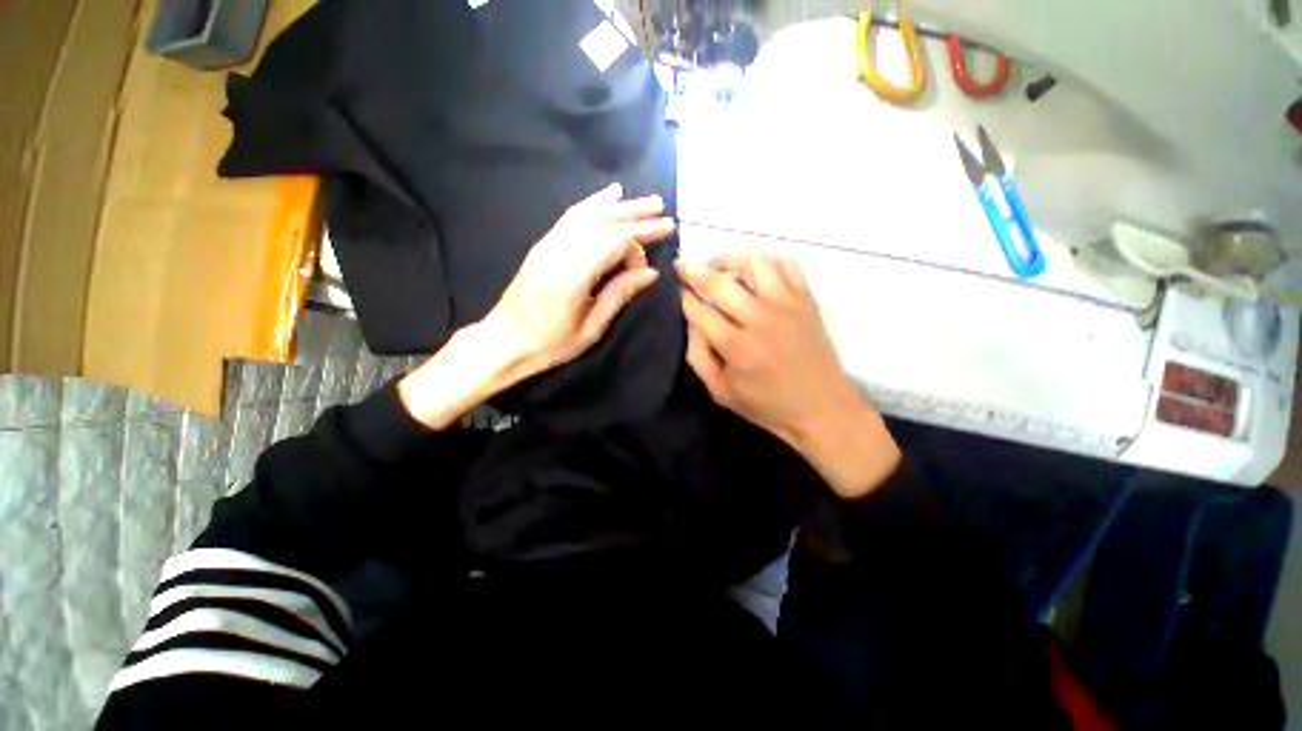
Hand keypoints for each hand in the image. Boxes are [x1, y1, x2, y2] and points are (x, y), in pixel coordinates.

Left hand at [485, 182, 674, 378]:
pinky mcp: (544, 243)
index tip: (644, 272)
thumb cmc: (550, 343)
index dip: (636, 251)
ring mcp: (549, 242)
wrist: (503, 341)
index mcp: (573, 273)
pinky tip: (611, 194)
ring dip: (621, 206)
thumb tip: (650, 272)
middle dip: (638, 218)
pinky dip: (594, 202)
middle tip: (666, 215)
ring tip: (648, 201)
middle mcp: (561, 249)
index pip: (615, 242)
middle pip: (605, 222)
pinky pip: (572, 215)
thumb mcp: (591, 328)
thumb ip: (620, 294)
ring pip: (590, 213)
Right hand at [677, 254, 899, 497]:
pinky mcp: (806, 299)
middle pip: (719, 282)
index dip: (682, 297)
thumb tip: (691, 320)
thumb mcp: (720, 391)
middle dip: (693, 271)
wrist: (822, 408)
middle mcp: (760, 318)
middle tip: (681, 267)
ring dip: (729, 258)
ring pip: (753, 262)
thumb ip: (698, 355)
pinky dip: (766, 260)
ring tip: (716, 265)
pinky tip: (754, 271)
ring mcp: (787, 304)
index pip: (699, 310)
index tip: (674, 290)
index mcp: (736, 347)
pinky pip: (787, 263)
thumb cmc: (766, 404)